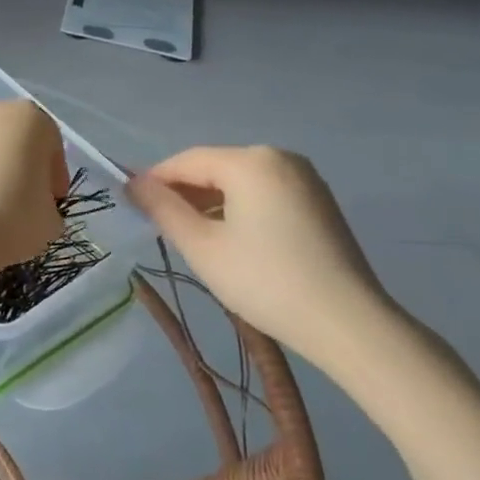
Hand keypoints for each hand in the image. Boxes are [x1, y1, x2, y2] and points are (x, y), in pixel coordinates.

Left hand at [0, 100, 67, 269]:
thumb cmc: (15, 215)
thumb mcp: (51, 218)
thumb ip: (48, 204)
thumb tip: (37, 208)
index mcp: (31, 118)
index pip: (51, 146)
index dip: (55, 176)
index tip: (53, 201)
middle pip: (17, 140)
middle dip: (23, 166)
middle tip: (26, 200)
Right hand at [128, 146, 392, 360]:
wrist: (348, 323)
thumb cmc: (265, 280)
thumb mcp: (202, 246)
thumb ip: (163, 209)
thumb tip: (133, 184)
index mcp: (250, 161)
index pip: (187, 160)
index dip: (155, 180)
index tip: (131, 205)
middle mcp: (280, 157)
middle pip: (215, 167)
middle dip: (184, 192)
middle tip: (159, 227)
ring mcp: (305, 178)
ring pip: (240, 181)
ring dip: (210, 202)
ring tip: (192, 238)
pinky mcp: (318, 202)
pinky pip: (264, 193)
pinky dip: (239, 209)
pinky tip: (231, 241)